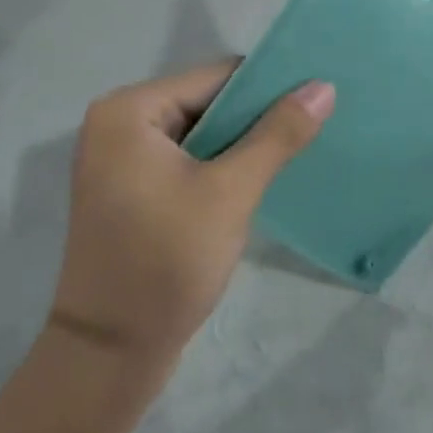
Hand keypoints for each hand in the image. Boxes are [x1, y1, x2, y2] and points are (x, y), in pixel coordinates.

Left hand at [51, 61, 333, 381]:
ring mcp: (120, 160)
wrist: (109, 354)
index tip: (316, 100)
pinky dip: (221, 167)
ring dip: (242, 145)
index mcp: (129, 110)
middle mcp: (118, 124)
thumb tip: (323, 86)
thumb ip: (278, 134)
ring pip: (200, 134)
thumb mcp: (231, 192)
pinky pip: (186, 161)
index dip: (268, 87)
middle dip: (257, 118)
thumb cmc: (166, 262)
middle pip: (207, 103)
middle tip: (312, 130)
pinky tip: (258, 181)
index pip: (215, 77)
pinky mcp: (130, 191)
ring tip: (295, 152)